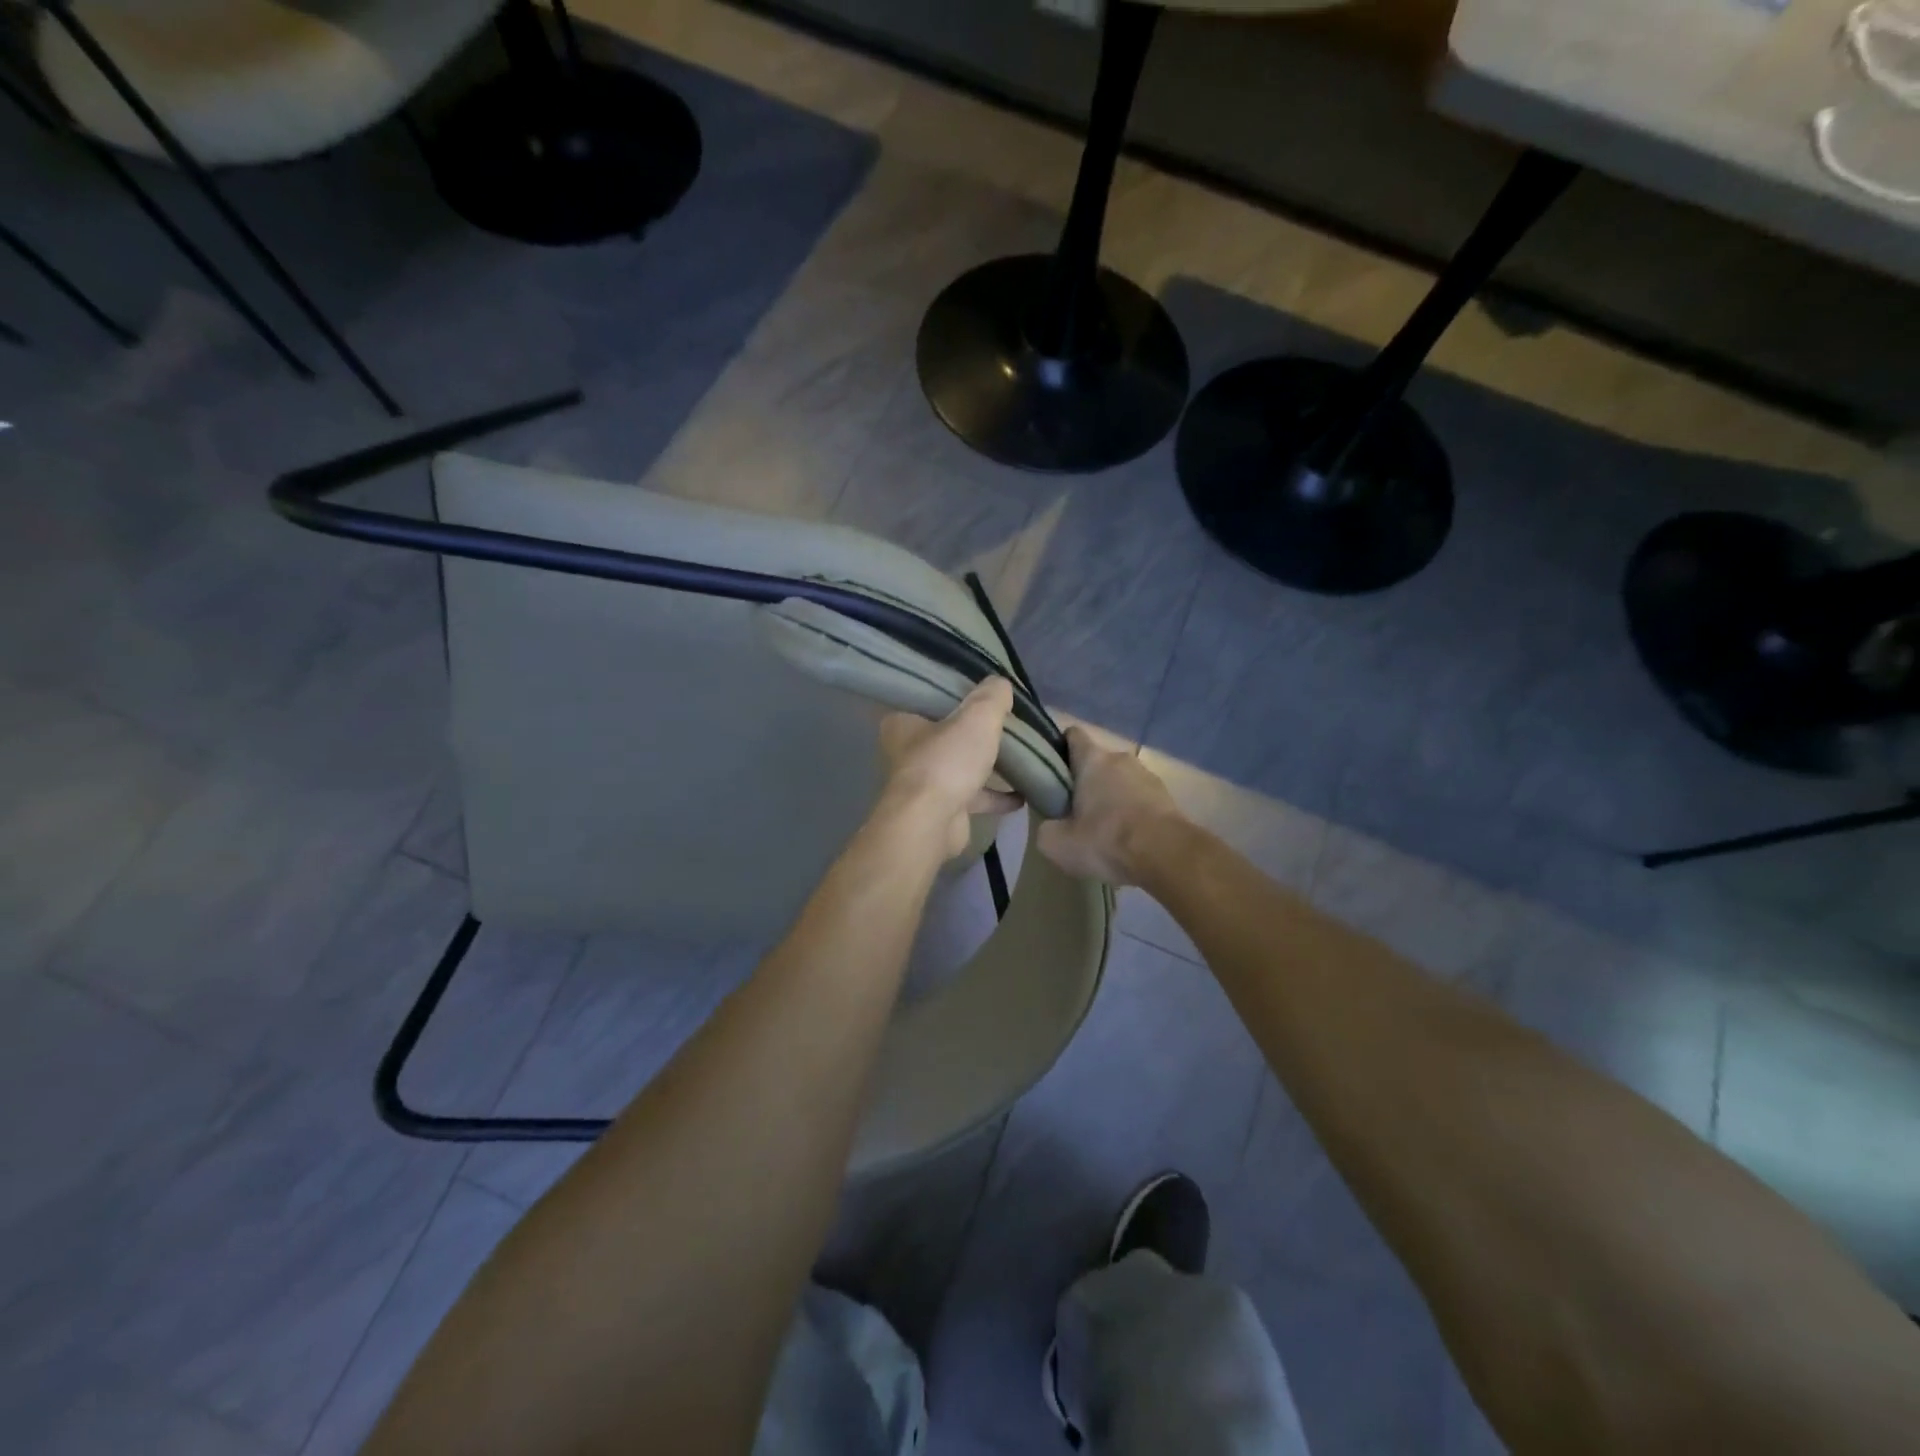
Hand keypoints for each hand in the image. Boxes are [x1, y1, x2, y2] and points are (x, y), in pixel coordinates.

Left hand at [878, 678, 1021, 858]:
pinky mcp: (942, 809)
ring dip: (988, 765)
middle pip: (949, 733)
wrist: (931, 825)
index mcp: (903, 721)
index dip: (959, 694)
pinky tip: (1023, 794)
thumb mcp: (976, 718)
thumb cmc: (946, 762)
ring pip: (961, 766)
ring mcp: (924, 782)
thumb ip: (991, 697)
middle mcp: (908, 751)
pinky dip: (996, 795)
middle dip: (977, 732)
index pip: (931, 698)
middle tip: (1009, 722)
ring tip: (1022, 756)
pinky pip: (973, 796)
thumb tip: (1001, 683)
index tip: (986, 692)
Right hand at [1034, 726, 1186, 886]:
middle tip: (1073, 811)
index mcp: (1092, 759)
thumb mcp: (1056, 843)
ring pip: (1120, 781)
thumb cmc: (1106, 840)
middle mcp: (1121, 758)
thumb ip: (1046, 828)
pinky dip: (1132, 813)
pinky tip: (1127, 839)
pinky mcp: (1168, 797)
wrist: (1166, 856)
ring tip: (1103, 830)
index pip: (1072, 735)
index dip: (1059, 749)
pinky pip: (1140, 799)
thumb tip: (1051, 826)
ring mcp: (1148, 776)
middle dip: (1084, 781)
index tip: (1051, 771)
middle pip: (1097, 762)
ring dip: (1111, 798)